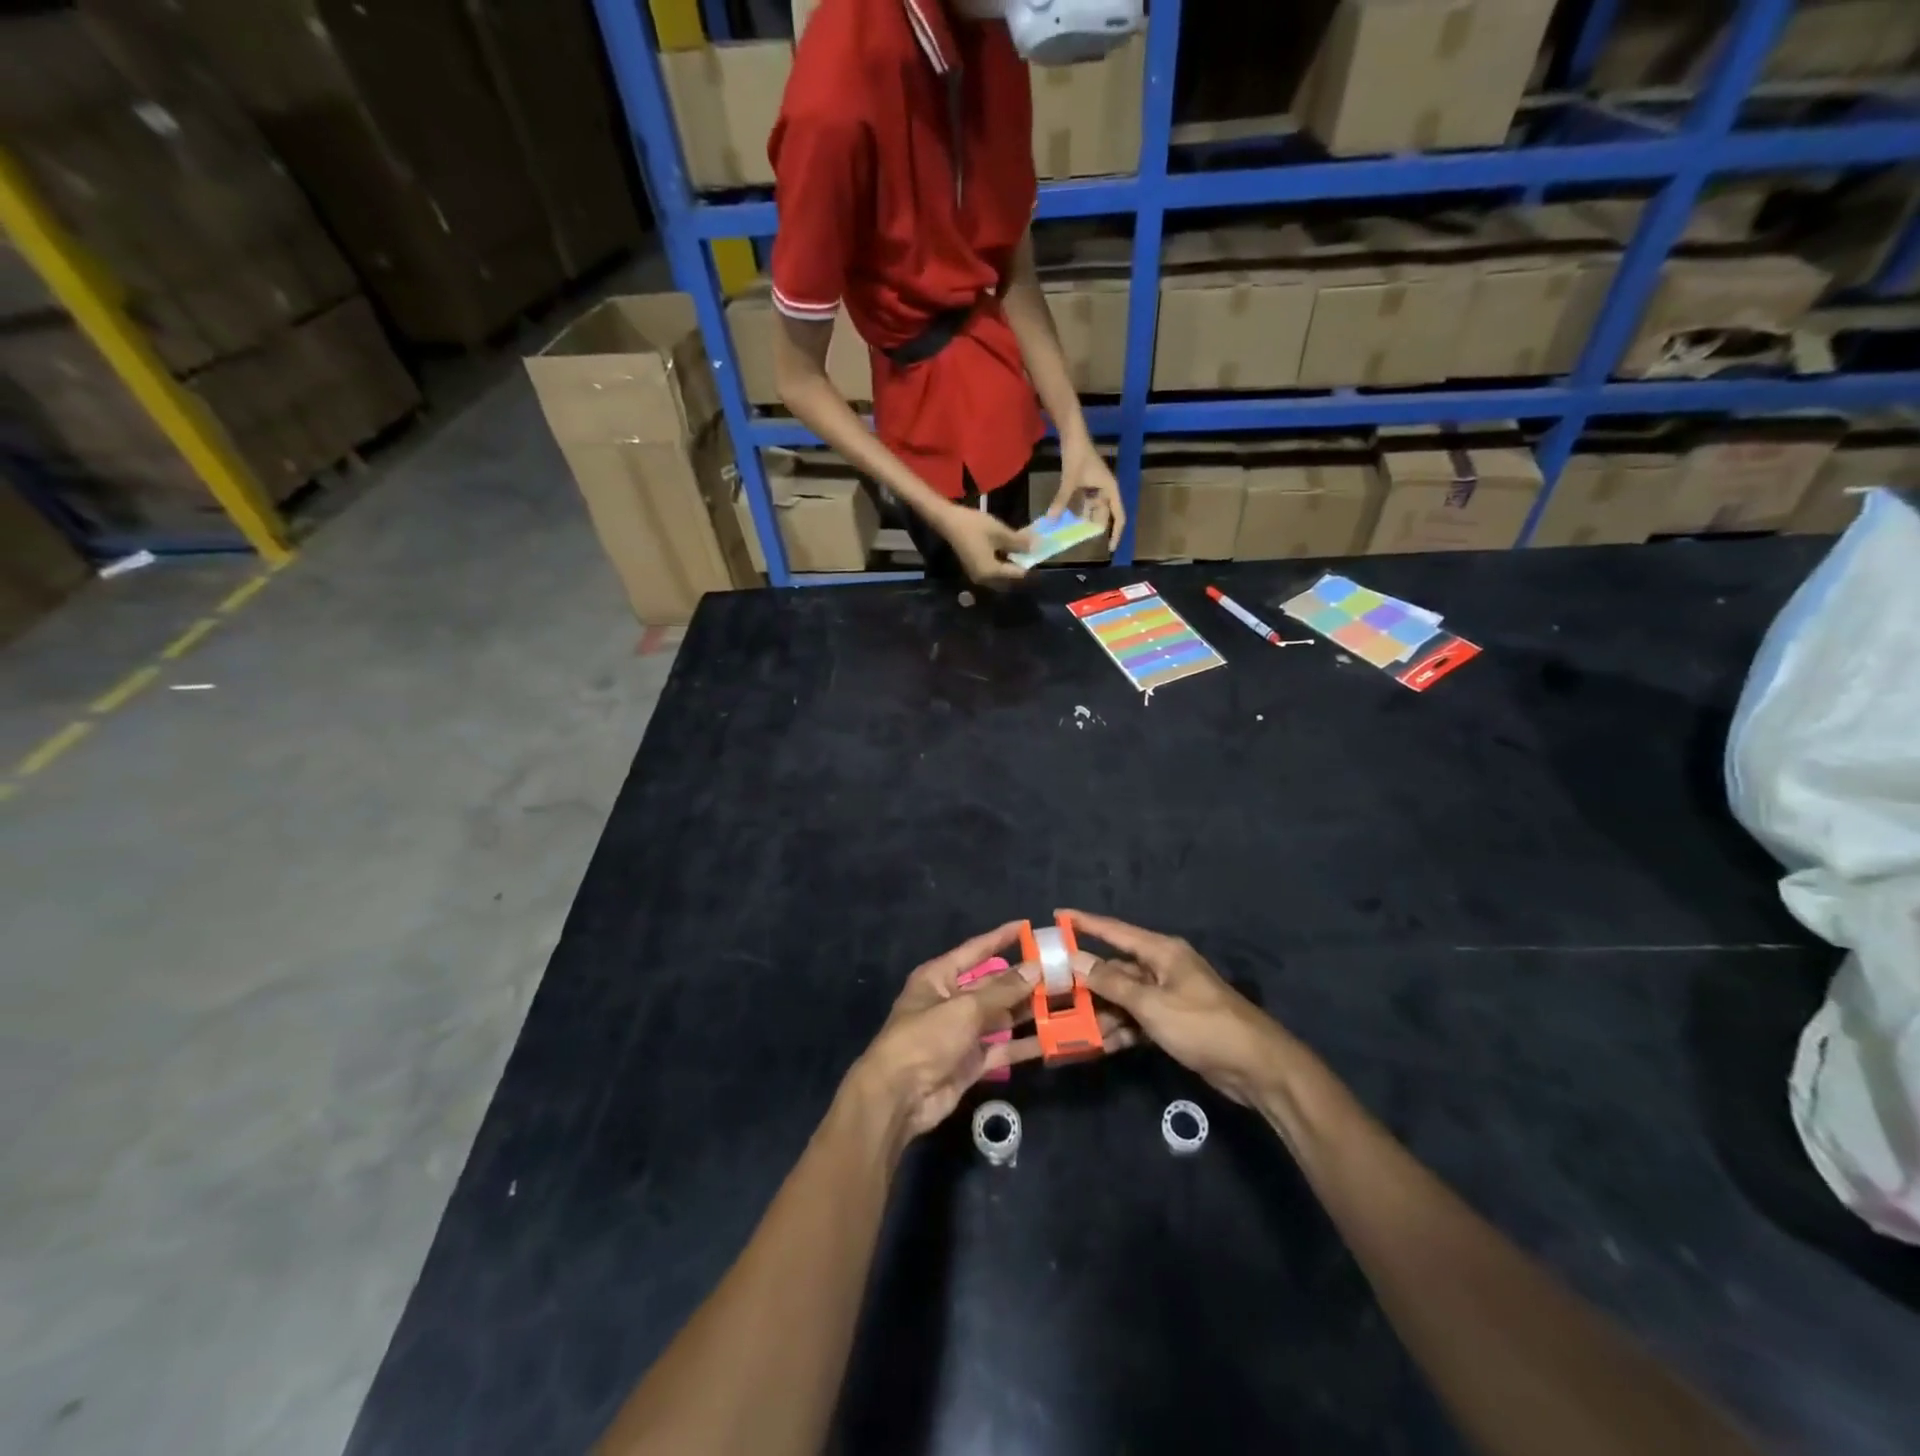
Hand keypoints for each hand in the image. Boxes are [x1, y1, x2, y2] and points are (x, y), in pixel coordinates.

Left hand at [848, 923, 1137, 1142]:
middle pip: (993, 984)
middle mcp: (951, 1000)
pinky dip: (1026, 1045)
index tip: (1029, 927)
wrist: (899, 1097)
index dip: (1001, 938)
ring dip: (1029, 1011)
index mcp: (939, 977)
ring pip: (1002, 1017)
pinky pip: (1004, 1049)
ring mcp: (963, 1033)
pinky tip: (1055, 1039)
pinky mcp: (973, 1062)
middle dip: (1024, 979)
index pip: (975, 950)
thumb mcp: (964, 1008)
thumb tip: (1036, 967)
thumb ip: (1002, 990)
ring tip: (1066, 1001)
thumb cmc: (925, 1038)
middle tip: (1061, 971)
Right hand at [936, 503, 1028, 587]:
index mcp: (991, 572)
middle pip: (1009, 579)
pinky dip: (1001, 565)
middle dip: (1020, 567)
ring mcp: (978, 576)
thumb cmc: (974, 526)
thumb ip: (1019, 542)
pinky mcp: (974, 570)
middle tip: (1029, 553)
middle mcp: (984, 580)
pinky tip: (1005, 551)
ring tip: (1019, 551)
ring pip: (1001, 577)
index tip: (1037, 553)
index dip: (1029, 564)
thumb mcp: (1000, 532)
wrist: (948, 521)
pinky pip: (993, 572)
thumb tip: (1035, 547)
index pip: (1017, 574)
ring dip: (1010, 567)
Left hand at [1049, 436, 1126, 549]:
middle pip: (1103, 514)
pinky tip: (1066, 517)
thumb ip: (1062, 501)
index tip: (1110, 549)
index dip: (1116, 533)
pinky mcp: (1087, 483)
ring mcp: (1097, 486)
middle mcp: (1107, 489)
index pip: (1119, 516)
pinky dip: (1077, 510)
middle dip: (1092, 526)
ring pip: (1092, 509)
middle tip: (1079, 540)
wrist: (1073, 434)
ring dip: (1083, 519)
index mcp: (1110, 489)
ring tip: (1071, 532)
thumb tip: (1052, 520)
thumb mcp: (1069, 480)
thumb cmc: (1077, 454)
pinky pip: (1084, 502)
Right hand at [1063, 909, 1293, 1105]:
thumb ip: (1111, 983)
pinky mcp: (1174, 1023)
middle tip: (1053, 990)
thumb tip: (1075, 960)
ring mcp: (1169, 997)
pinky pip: (1138, 1020)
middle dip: (1087, 981)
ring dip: (1102, 1012)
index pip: (1114, 931)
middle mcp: (1163, 968)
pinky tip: (1101, 1045)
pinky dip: (1121, 1031)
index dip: (1084, 923)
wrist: (1256, 1067)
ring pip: (1124, 998)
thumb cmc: (1202, 1025)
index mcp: (1161, 952)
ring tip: (1072, 1027)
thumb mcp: (1151, 1005)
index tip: (1055, 916)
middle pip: (1116, 968)